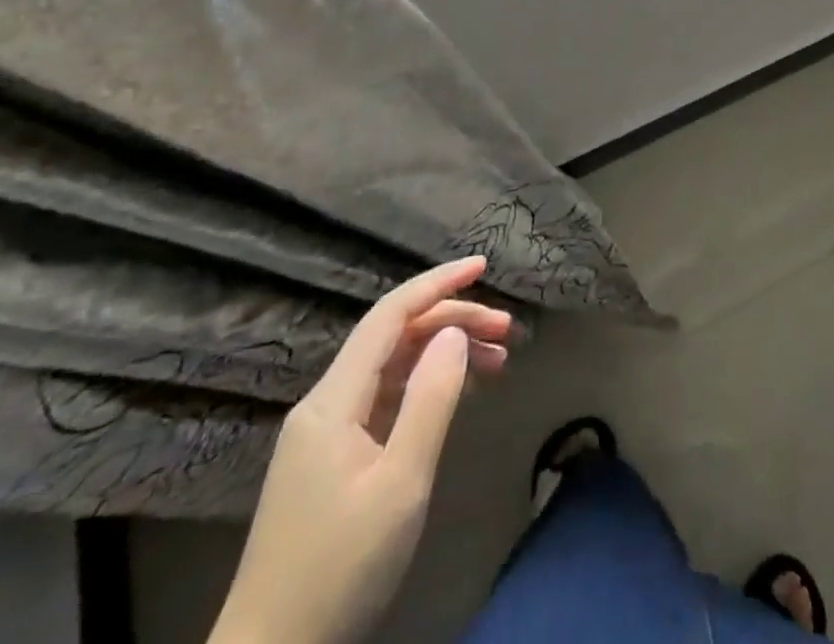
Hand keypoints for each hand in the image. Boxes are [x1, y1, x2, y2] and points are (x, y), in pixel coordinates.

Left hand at [209, 257, 515, 643]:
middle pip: (394, 338)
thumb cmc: (340, 568)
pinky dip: (425, 386)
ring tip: (497, 363)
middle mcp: (325, 404)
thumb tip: (454, 332)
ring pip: (392, 368)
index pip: (389, 316)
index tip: (482, 266)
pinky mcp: (331, 460)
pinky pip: (384, 399)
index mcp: (333, 401)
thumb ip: (430, 400)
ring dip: (443, 355)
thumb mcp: (400, 483)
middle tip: (508, 332)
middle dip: (452, 322)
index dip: (437, 283)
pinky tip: (456, 394)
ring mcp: (325, 434)